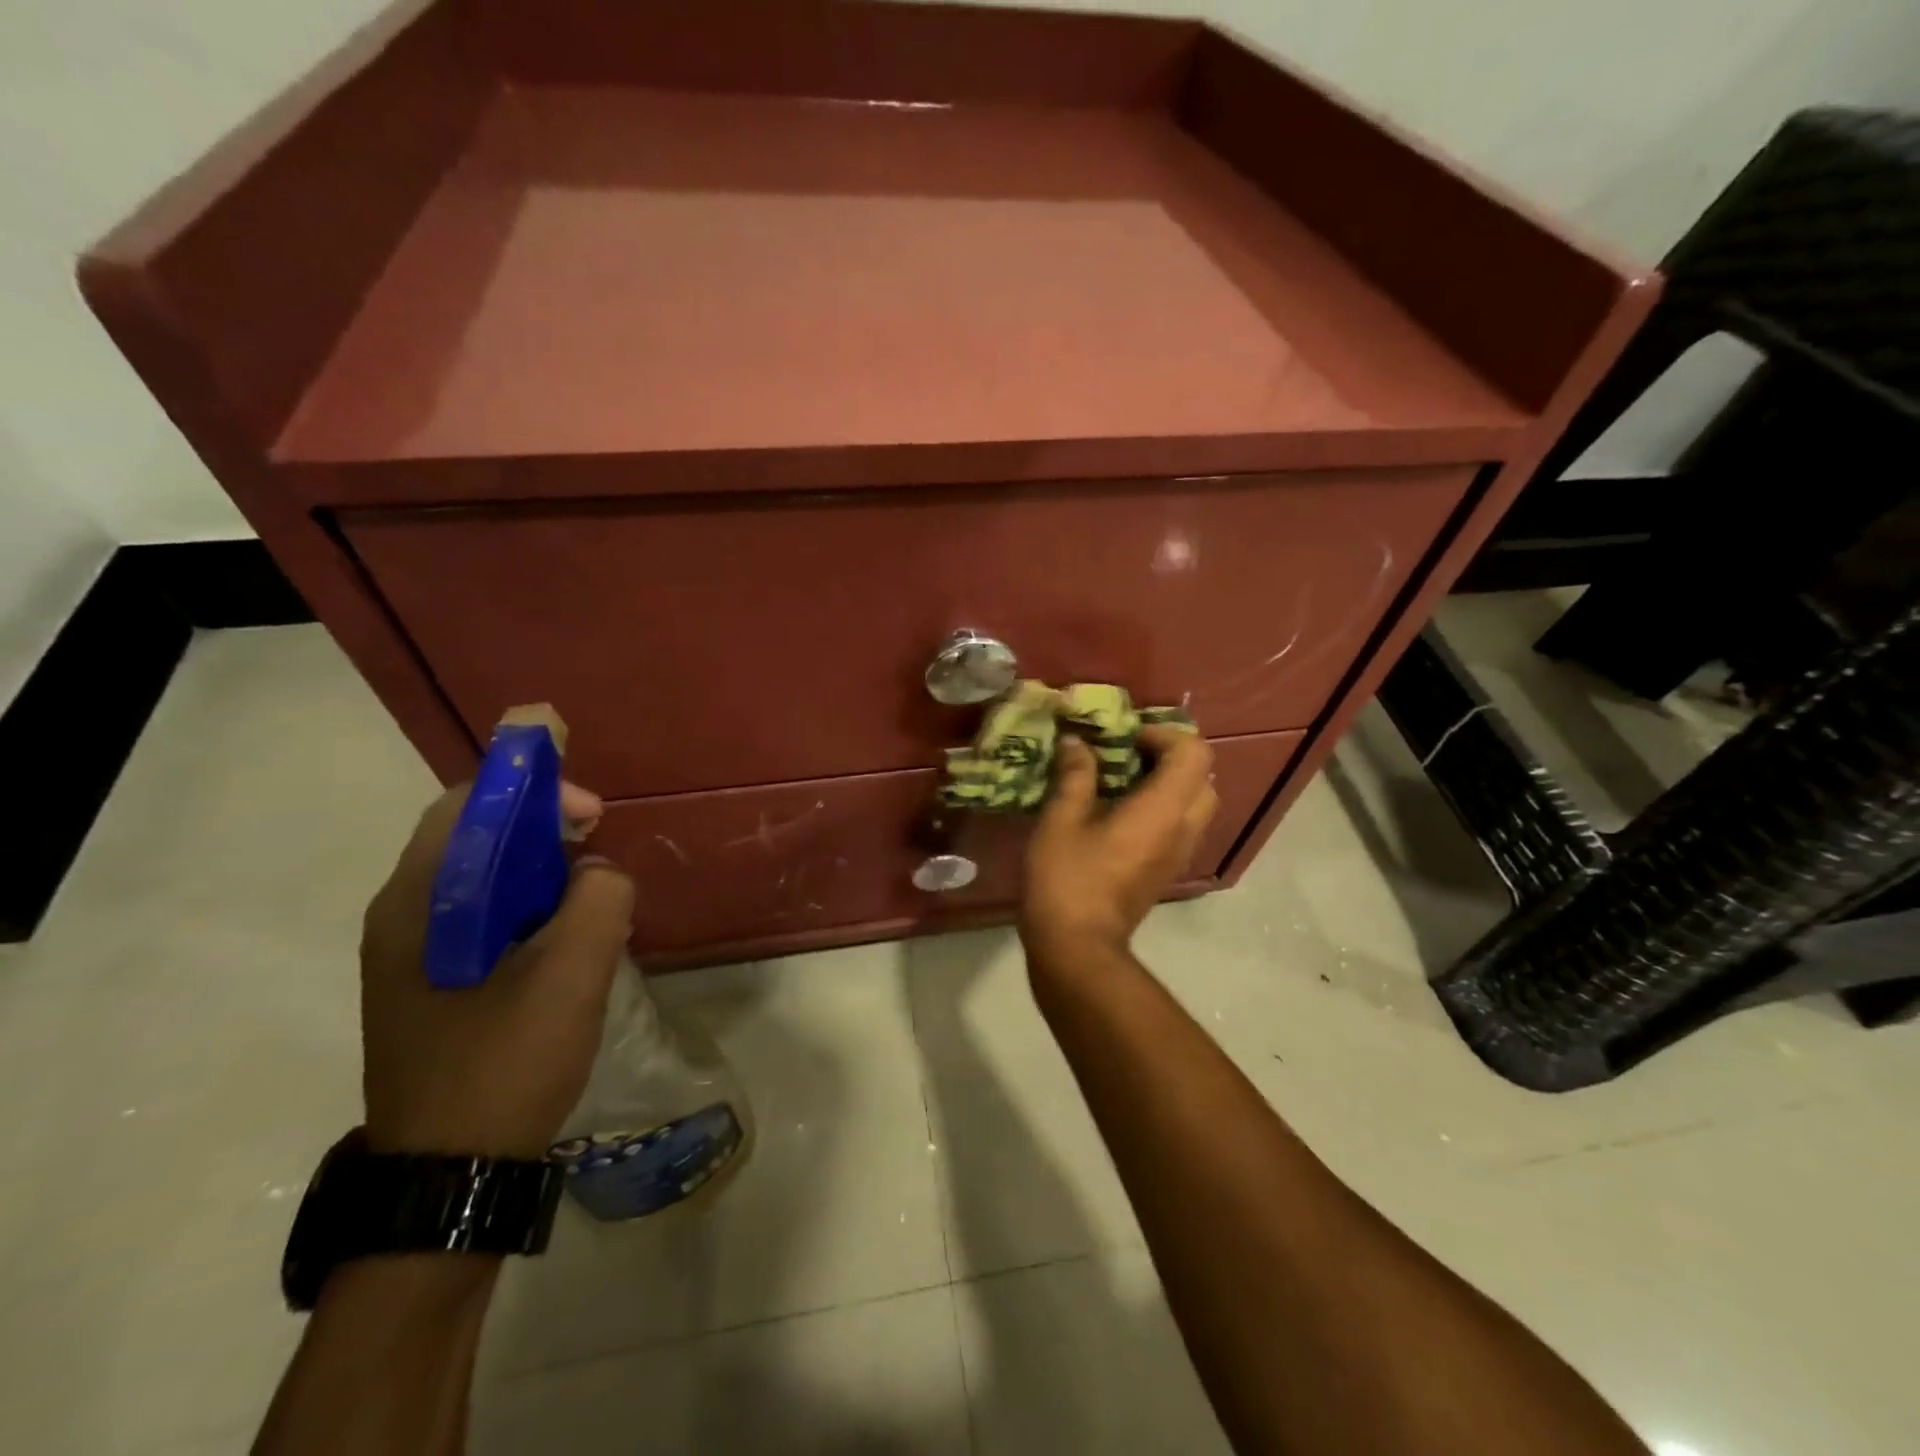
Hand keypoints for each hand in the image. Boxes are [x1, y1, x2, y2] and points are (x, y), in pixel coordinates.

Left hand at [359, 782, 634, 1158]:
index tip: (593, 816)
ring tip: (592, 899)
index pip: (468, 807)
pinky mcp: (433, 984)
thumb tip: (598, 871)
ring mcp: (412, 956)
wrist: (450, 1181)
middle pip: (474, 838)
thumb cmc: (504, 1068)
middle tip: (599, 853)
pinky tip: (567, 941)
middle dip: (544, 832)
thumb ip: (598, 901)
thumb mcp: (570, 977)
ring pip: (484, 880)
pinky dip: (531, 909)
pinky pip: (485, 918)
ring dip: (542, 873)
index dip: (533, 792)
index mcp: (416, 906)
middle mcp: (402, 919)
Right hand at [1021, 726, 1217, 967]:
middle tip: (1129, 755)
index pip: (1193, 753)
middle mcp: (1183, 828)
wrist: (1076, 946)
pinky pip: (1181, 825)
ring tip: (1123, 781)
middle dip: (1170, 756)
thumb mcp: (1061, 819)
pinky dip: (1163, 807)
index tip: (1126, 738)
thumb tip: (1076, 743)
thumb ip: (1075, 775)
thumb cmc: (1067, 878)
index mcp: (1163, 810)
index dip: (1164, 734)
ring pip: (1196, 803)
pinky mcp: (1167, 871)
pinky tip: (1120, 813)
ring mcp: (1179, 853)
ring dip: (1168, 782)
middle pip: (1203, 776)